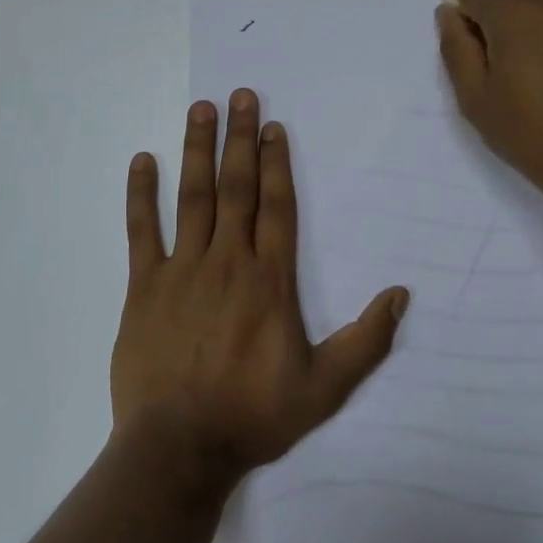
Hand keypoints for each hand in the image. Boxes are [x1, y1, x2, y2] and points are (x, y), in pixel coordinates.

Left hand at [112, 90, 409, 499]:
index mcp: (270, 280)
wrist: (179, 448)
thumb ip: (366, 341)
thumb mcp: (325, 387)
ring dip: (197, 150)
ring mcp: (182, 269)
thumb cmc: (254, 415)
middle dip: (239, 138)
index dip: (277, 162)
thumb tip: (401, 294)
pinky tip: (142, 160)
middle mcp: (228, 261)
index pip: (276, 206)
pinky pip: (141, 230)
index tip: (272, 125)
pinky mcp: (143, 286)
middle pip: (237, 187)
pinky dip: (141, 194)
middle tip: (238, 94)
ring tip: (200, 109)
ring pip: (193, 197)